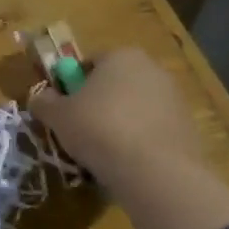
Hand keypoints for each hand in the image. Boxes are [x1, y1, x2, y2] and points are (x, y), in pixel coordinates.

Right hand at [29, 46, 228, 228]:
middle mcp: (152, 69)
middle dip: (98, 104)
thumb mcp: (58, 116)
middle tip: (80, 132)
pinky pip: (153, 130)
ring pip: (135, 108)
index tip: (64, 110)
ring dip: (119, 124)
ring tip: (103, 153)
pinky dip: (139, 142)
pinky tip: (128, 164)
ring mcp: (174, 98)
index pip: (89, 63)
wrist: (155, 172)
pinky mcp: (188, 128)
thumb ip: (43, 102)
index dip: (72, 86)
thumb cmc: (99, 130)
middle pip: (114, 84)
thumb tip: (39, 98)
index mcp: (121, 56)